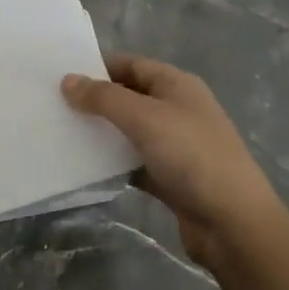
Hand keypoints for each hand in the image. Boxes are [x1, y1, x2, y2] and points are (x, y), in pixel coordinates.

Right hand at [62, 53, 283, 269]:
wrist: (234, 224)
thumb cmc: (192, 157)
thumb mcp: (145, 118)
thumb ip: (104, 98)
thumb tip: (67, 80)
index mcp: (177, 85)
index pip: (130, 64)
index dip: (97, 67)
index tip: (61, 76)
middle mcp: (177, 109)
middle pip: (129, 96)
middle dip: (95, 100)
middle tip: (54, 105)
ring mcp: (175, 145)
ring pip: (129, 131)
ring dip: (102, 132)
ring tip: (61, 132)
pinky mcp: (170, 178)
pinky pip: (133, 162)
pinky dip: (113, 162)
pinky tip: (84, 166)